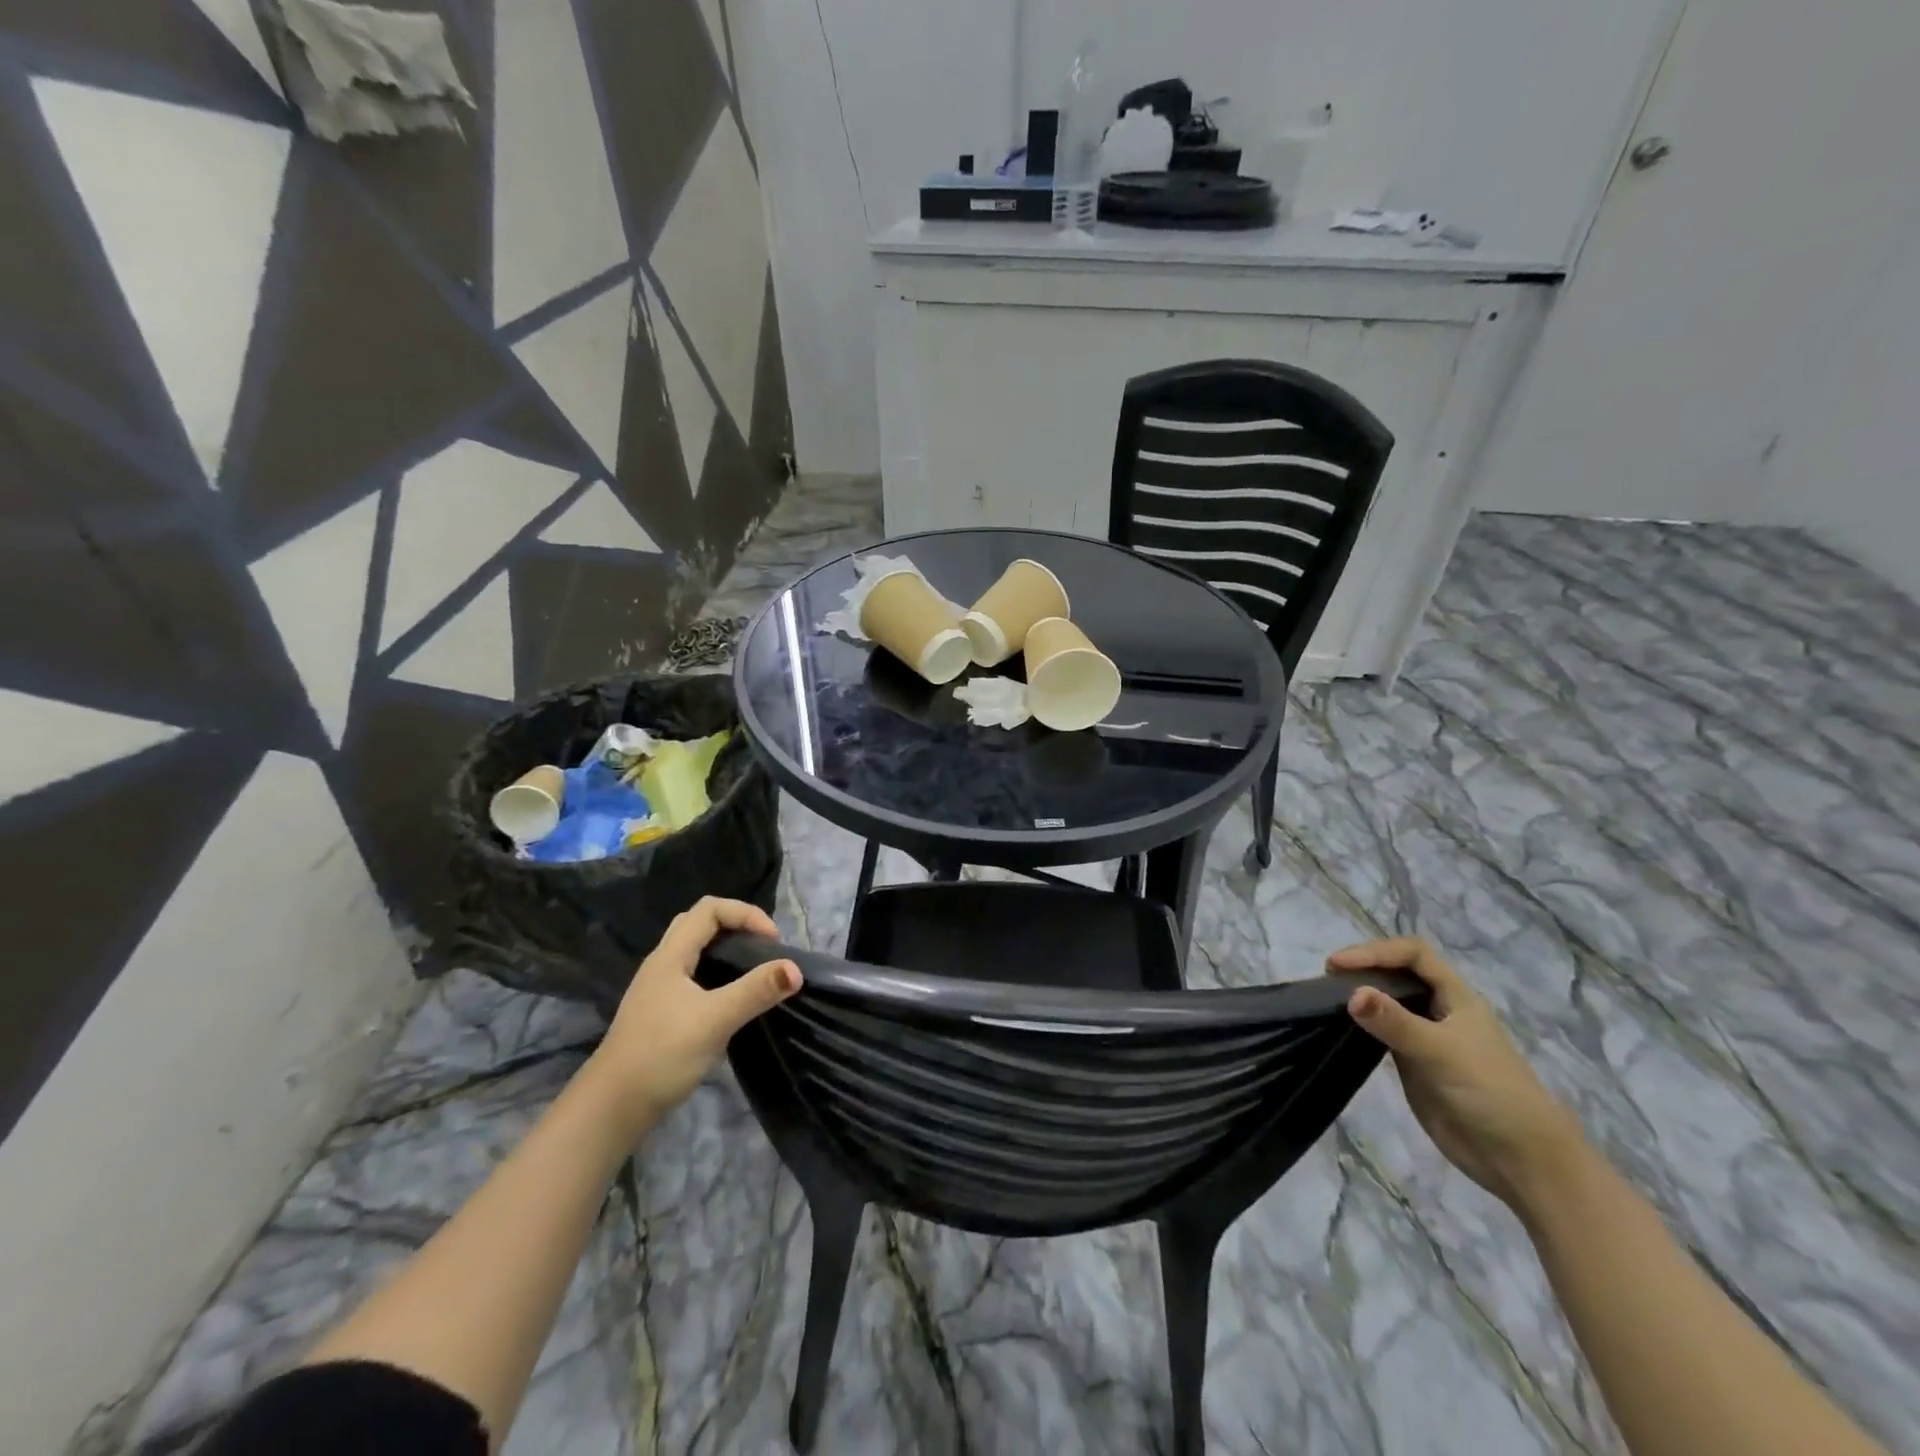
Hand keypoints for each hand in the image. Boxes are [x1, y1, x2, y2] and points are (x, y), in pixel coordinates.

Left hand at [583, 897, 800, 1130]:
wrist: (611, 1108)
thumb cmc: (661, 1055)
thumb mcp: (714, 1020)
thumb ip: (755, 991)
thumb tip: (796, 969)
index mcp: (670, 956)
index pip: (710, 909)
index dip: (746, 914)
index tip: (772, 942)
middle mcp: (662, 964)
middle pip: (700, 924)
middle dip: (737, 927)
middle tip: (764, 950)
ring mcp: (658, 990)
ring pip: (696, 952)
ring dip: (727, 952)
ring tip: (754, 972)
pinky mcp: (661, 1013)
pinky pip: (694, 977)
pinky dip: (718, 976)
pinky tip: (731, 1002)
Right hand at [1327, 936, 1583, 1209]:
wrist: (1521, 1160)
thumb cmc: (1490, 1093)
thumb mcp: (1441, 1052)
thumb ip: (1395, 1022)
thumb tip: (1350, 993)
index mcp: (1455, 996)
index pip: (1412, 954)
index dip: (1375, 951)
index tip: (1338, 965)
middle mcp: (1439, 1010)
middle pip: (1397, 973)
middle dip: (1363, 968)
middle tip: (1326, 979)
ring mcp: (1425, 1037)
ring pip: (1387, 1003)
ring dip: (1359, 995)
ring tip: (1324, 998)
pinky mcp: (1413, 1064)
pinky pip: (1382, 1033)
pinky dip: (1361, 1024)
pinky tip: (1341, 1027)